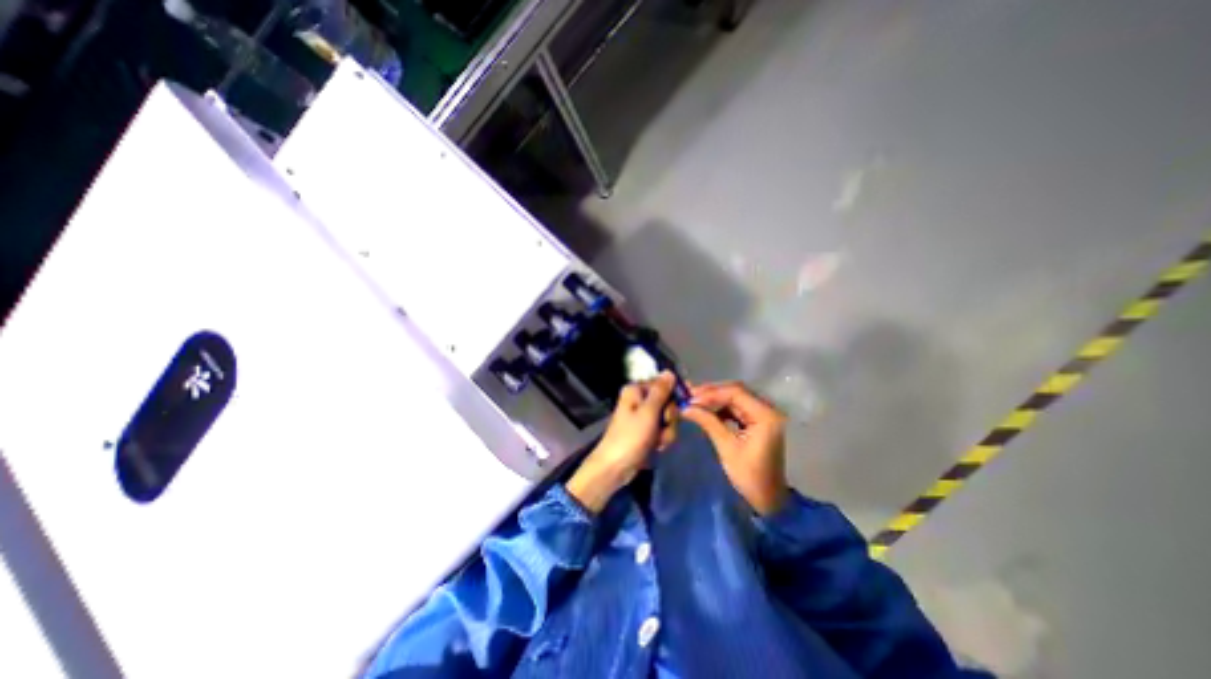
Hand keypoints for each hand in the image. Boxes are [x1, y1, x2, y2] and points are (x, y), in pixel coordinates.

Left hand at [562, 371, 675, 514]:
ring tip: (657, 441)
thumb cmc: (630, 437)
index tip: (682, 406)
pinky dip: (662, 440)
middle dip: (670, 419)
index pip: (663, 384)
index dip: (674, 396)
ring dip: (667, 432)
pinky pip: (663, 431)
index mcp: (636, 390)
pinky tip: (656, 448)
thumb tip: (669, 371)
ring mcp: (643, 417)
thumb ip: (660, 392)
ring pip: (668, 419)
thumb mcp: (648, 412)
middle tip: (663, 426)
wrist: (615, 468)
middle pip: (668, 402)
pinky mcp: (646, 432)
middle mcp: (640, 400)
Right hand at [686, 383, 791, 514]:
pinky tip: (706, 410)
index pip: (736, 393)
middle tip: (689, 395)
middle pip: (736, 391)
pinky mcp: (758, 421)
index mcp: (765, 416)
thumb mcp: (727, 448)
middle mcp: (768, 410)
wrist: (768, 500)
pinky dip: (721, 407)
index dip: (711, 393)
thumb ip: (708, 422)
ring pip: (736, 398)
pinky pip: (737, 407)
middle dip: (711, 393)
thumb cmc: (749, 477)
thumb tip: (685, 407)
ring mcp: (764, 415)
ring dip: (715, 398)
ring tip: (694, 401)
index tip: (690, 398)